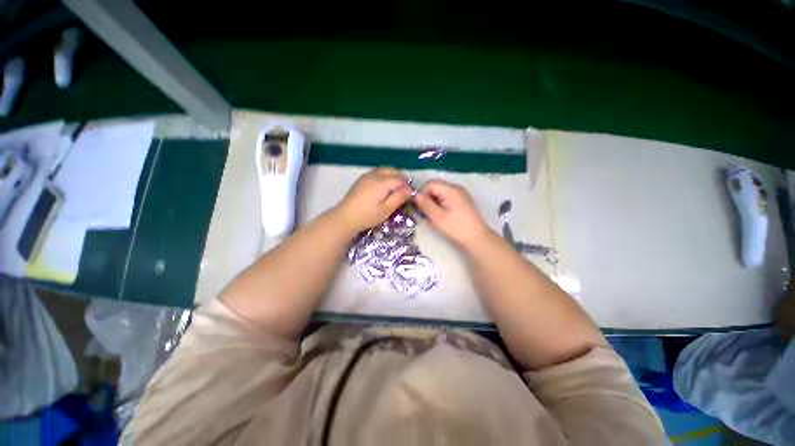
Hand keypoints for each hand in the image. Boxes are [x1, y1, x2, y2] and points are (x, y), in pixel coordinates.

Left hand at [334, 168, 412, 232]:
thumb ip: (399, 197)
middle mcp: (375, 175)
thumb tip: (410, 189)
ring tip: (397, 188)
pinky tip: (385, 186)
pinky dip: (385, 175)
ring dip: (394, 175)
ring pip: (385, 170)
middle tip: (405, 190)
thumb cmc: (368, 216)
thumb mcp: (386, 210)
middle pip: (393, 171)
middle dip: (402, 178)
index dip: (407, 186)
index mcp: (382, 182)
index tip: (411, 195)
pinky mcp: (362, 179)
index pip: (400, 179)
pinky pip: (378, 172)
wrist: (346, 217)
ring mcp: (367, 175)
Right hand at [414, 179, 491, 246]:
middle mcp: (456, 187)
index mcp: (450, 189)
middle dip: (428, 198)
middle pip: (436, 187)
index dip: (422, 194)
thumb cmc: (456, 227)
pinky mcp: (463, 200)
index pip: (430, 184)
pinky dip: (442, 204)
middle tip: (426, 213)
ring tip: (434, 216)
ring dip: (434, 202)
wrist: (477, 238)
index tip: (420, 207)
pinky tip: (443, 215)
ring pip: (441, 193)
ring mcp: (461, 193)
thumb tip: (415, 195)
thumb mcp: (437, 217)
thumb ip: (425, 204)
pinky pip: (448, 197)